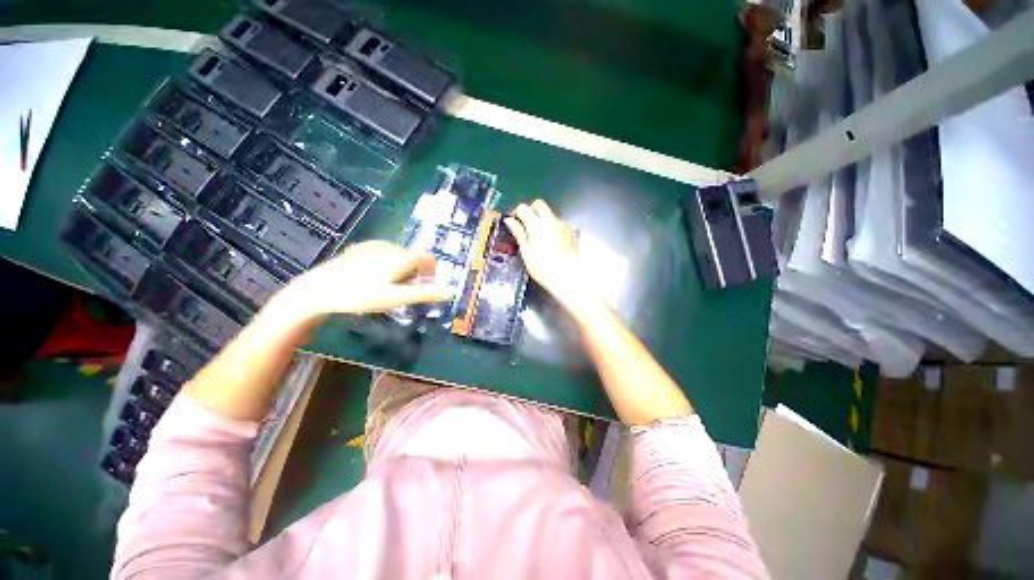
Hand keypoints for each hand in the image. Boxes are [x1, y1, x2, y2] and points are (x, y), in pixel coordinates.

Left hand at [275, 241, 452, 320]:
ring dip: (401, 268)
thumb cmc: (361, 295)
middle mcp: (390, 246)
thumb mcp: (396, 298)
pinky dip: (386, 263)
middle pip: (413, 256)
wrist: (319, 289)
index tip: (425, 285)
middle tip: (403, 291)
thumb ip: (425, 293)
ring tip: (387, 286)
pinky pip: (382, 253)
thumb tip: (450, 292)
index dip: (431, 270)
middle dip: (415, 272)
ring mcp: (373, 246)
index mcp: (401, 256)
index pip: (428, 257)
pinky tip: (373, 277)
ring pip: (398, 255)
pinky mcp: (359, 248)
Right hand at [505, 200, 591, 309]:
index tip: (513, 220)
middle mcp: (551, 221)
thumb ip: (518, 233)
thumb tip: (510, 221)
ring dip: (541, 218)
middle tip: (524, 223)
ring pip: (549, 213)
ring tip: (535, 236)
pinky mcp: (569, 232)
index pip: (523, 208)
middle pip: (539, 204)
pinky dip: (550, 226)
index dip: (516, 212)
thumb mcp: (526, 252)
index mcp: (537, 225)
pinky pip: (557, 223)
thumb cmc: (544, 269)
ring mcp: (562, 226)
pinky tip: (547, 241)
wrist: (568, 277)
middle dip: (530, 210)